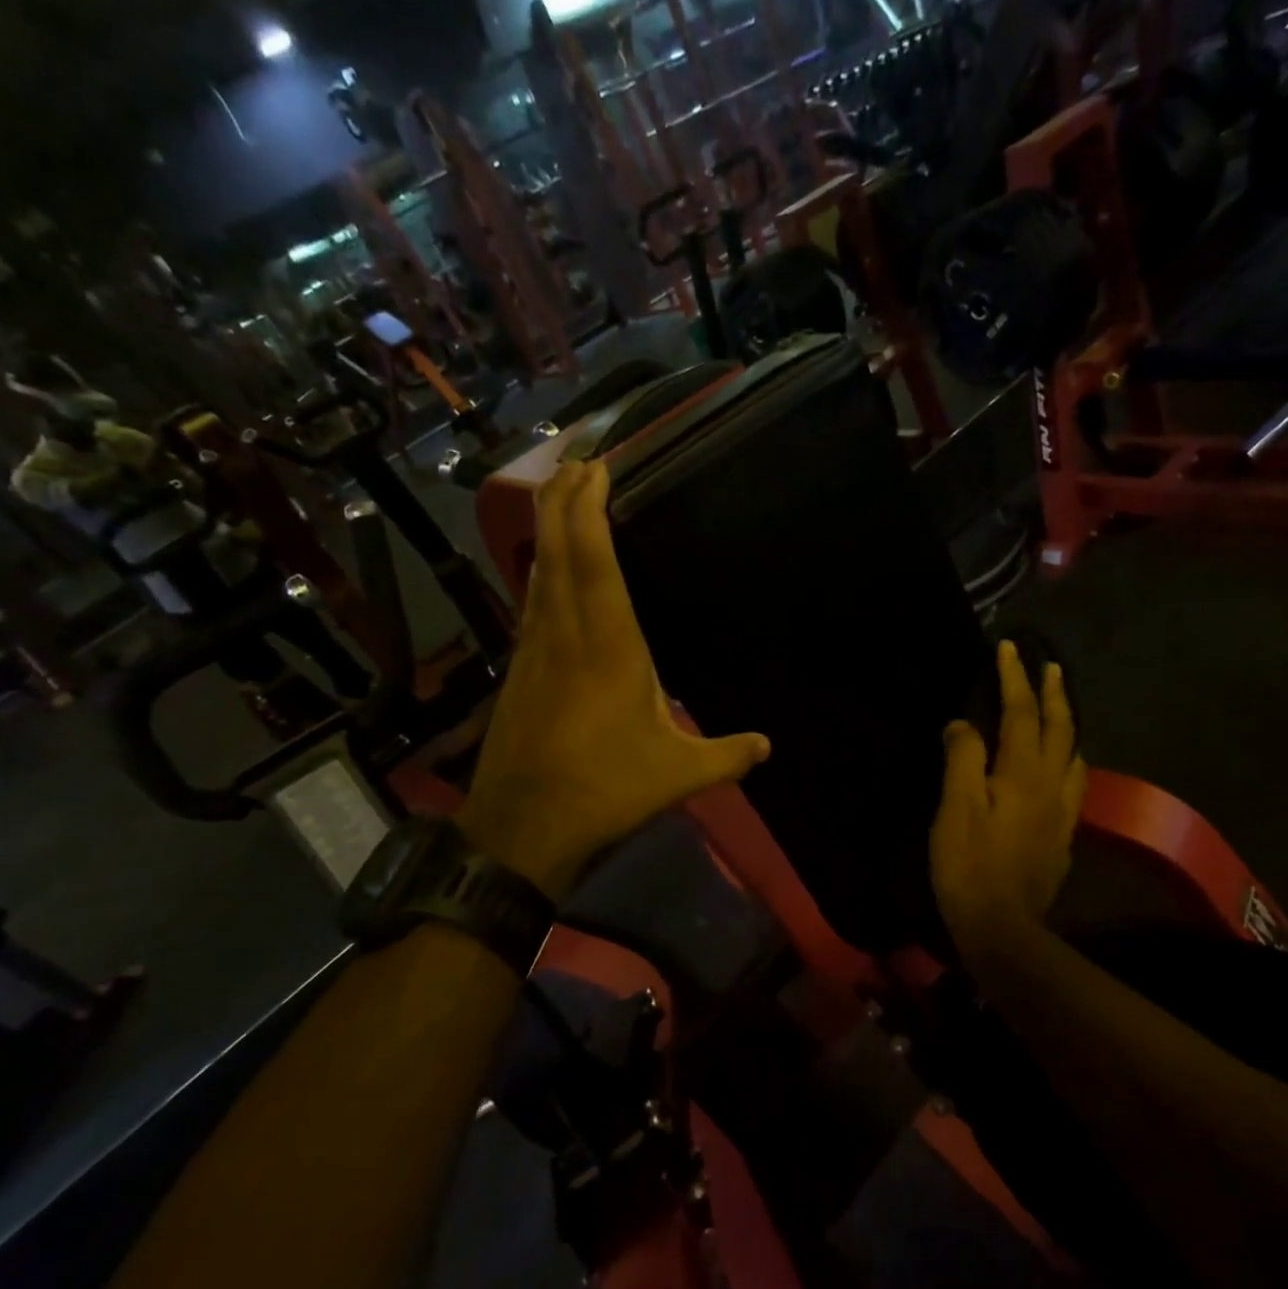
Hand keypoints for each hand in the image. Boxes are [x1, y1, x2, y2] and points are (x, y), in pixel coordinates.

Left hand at [456, 458, 770, 898]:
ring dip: (547, 529)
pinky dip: (541, 571)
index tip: (595, 466)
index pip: (593, 559)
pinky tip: (546, 573)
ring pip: (537, 573)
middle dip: (563, 498)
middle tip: (576, 460)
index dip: (588, 506)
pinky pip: (531, 604)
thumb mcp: (678, 773)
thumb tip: (769, 746)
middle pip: (556, 549)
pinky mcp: (518, 672)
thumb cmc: (604, 789)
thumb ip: (727, 755)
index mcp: (607, 645)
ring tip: (561, 497)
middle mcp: (564, 634)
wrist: (523, 827)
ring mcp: (534, 651)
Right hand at [930, 640, 1086, 961]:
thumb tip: (963, 724)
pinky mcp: (1061, 838)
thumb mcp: (955, 807)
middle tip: (1050, 667)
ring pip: (1073, 758)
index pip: (1021, 714)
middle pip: (1061, 730)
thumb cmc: (969, 865)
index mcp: (1023, 774)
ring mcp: (1062, 814)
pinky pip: (1071, 785)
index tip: (1010, 647)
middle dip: (1054, 694)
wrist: (1002, 929)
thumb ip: (962, 758)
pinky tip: (1056, 771)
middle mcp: (1051, 787)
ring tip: (1058, 713)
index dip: (1015, 679)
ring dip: (1068, 727)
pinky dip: (1067, 761)